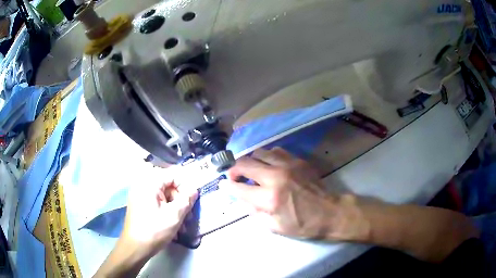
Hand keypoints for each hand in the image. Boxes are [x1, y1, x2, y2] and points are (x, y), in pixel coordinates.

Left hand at [94, 171, 197, 277]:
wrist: (135, 248)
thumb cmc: (154, 230)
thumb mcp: (174, 215)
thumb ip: (186, 200)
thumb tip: (194, 190)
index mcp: (149, 183)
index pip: (172, 175)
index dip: (185, 187)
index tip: (191, 202)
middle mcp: (143, 186)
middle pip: (168, 187)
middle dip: (181, 202)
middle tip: (189, 217)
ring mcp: (140, 196)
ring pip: (164, 197)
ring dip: (175, 210)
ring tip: (182, 226)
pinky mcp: (140, 206)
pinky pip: (157, 204)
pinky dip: (167, 213)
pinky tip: (173, 227)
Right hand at [222, 147, 368, 240]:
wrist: (330, 212)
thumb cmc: (303, 224)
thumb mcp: (274, 227)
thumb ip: (254, 212)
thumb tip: (241, 199)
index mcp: (269, 198)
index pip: (238, 188)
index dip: (227, 186)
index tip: (223, 184)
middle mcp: (275, 177)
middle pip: (244, 163)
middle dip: (234, 169)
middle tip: (235, 176)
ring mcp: (287, 165)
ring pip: (259, 152)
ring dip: (251, 161)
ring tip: (253, 170)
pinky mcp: (297, 160)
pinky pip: (275, 151)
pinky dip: (267, 157)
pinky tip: (270, 165)